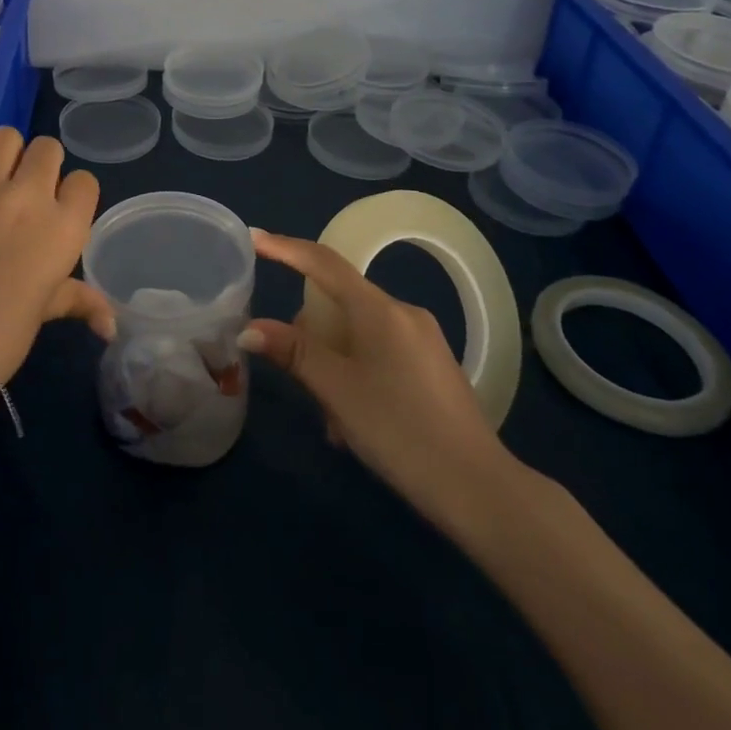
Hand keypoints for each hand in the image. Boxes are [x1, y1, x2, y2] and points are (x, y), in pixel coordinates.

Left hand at [0, 127, 113, 377]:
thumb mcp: (44, 313)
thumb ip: (78, 301)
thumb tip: (111, 325)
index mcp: (64, 227)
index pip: (84, 181)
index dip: (70, 193)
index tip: (55, 210)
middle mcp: (29, 195)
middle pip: (47, 148)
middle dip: (38, 165)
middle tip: (20, 193)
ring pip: (5, 136)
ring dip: (1, 155)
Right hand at [238, 230, 518, 529]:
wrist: (480, 491)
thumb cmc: (400, 431)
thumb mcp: (337, 390)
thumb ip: (293, 352)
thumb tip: (250, 329)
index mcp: (379, 309)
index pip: (323, 263)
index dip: (285, 247)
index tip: (254, 237)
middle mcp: (404, 314)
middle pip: (339, 304)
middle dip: (312, 337)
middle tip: (303, 384)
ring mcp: (424, 341)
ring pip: (359, 336)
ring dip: (335, 366)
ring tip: (334, 421)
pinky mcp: (434, 368)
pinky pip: (381, 355)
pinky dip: (358, 376)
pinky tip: (357, 424)